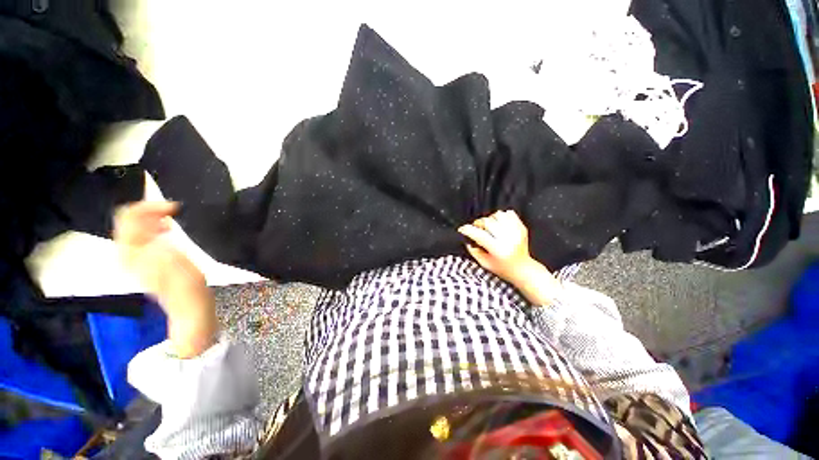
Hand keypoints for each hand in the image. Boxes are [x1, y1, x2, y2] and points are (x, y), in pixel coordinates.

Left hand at [114, 201, 216, 357]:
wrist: (188, 306)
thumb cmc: (187, 287)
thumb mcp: (175, 264)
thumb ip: (158, 245)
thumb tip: (152, 227)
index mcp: (133, 254)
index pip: (128, 220)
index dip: (148, 208)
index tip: (174, 208)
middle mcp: (127, 255)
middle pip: (127, 222)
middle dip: (148, 211)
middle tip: (173, 210)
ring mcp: (133, 259)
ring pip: (133, 228)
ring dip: (151, 218)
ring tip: (171, 217)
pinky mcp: (143, 262)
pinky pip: (140, 236)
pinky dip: (152, 228)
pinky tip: (166, 229)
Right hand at [457, 210, 537, 284]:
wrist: (523, 269)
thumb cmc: (503, 269)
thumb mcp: (484, 264)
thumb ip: (474, 251)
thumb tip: (467, 238)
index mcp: (498, 249)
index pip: (479, 235)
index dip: (468, 230)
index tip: (462, 229)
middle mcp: (508, 239)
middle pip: (488, 221)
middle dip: (479, 223)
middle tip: (477, 229)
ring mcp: (516, 232)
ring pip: (498, 215)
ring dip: (490, 219)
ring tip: (489, 227)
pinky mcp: (522, 228)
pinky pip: (509, 214)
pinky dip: (501, 217)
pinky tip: (499, 224)